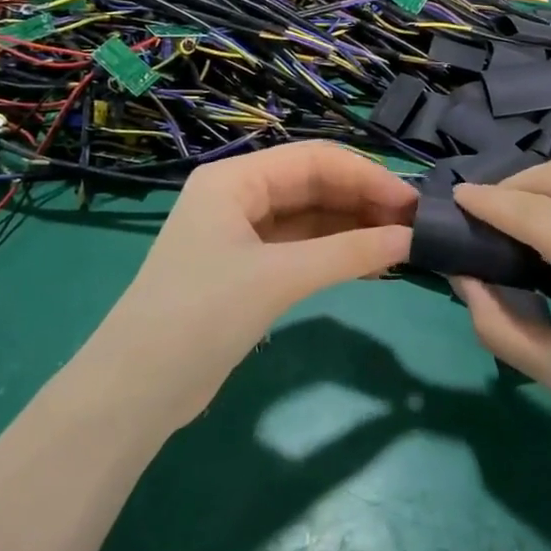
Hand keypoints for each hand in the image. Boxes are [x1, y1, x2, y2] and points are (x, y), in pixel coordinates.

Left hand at [81, 142, 415, 435]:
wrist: (136, 390)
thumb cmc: (202, 314)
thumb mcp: (278, 277)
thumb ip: (348, 253)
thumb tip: (411, 238)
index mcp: (236, 179)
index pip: (315, 160)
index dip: (367, 177)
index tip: (413, 203)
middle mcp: (239, 196)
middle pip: (315, 185)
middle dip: (364, 202)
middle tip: (414, 226)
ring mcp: (243, 233)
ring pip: (312, 218)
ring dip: (355, 228)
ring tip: (402, 245)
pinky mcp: (249, 269)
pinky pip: (303, 248)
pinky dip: (337, 254)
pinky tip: (373, 264)